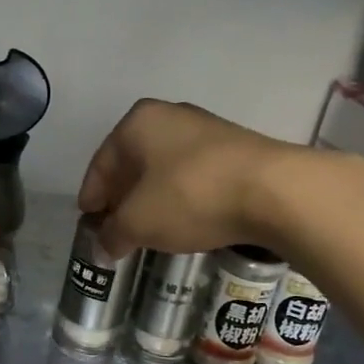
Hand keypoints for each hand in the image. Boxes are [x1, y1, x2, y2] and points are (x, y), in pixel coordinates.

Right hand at [77, 99, 300, 256]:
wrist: (274, 191)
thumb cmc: (190, 196)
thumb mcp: (139, 222)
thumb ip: (113, 234)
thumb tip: (102, 247)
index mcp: (138, 122)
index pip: (101, 164)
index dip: (91, 197)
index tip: (88, 222)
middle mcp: (170, 116)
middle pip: (133, 163)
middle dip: (122, 197)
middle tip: (116, 228)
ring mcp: (207, 129)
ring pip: (165, 168)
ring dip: (153, 198)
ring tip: (150, 229)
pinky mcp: (236, 148)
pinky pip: (194, 175)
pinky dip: (182, 197)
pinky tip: (185, 220)